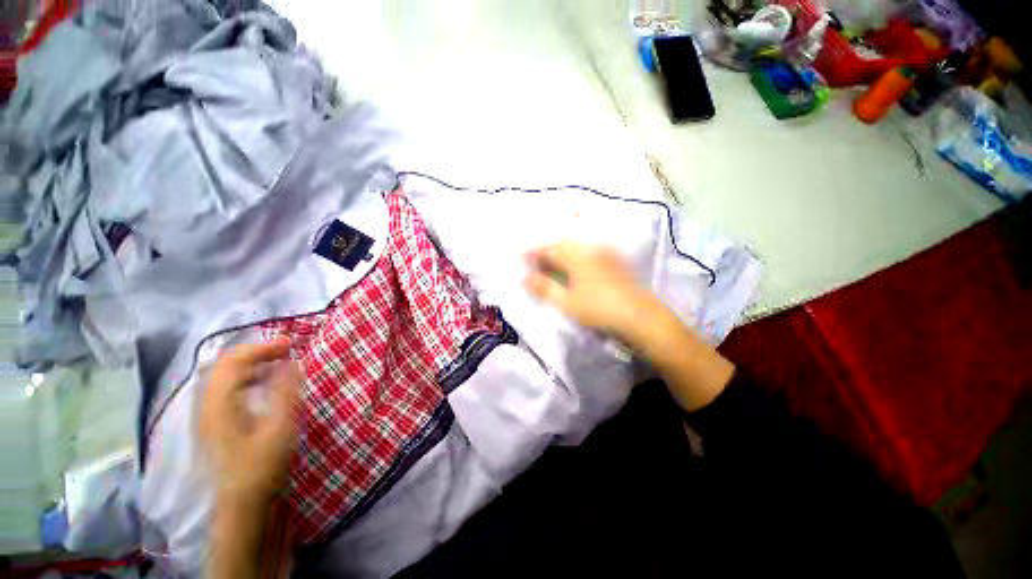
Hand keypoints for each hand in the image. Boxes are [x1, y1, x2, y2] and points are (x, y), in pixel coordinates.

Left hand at [199, 340, 301, 505]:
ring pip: (224, 376)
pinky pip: (227, 389)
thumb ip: (285, 392)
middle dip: (256, 352)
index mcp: (220, 405)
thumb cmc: (262, 467)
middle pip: (224, 365)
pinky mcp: (214, 424)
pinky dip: (247, 378)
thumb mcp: (280, 428)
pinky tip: (263, 386)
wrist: (242, 505)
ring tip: (278, 364)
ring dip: (251, 364)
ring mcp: (208, 416)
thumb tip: (293, 362)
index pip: (234, 361)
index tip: (291, 345)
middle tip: (286, 351)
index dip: (262, 348)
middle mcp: (207, 406)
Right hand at [524, 241, 656, 339]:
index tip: (520, 256)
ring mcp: (605, 255)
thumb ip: (544, 288)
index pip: (549, 249)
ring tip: (551, 264)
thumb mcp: (567, 302)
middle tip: (534, 262)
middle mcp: (590, 250)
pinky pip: (588, 254)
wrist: (641, 317)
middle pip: (563, 246)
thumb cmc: (599, 309)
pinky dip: (576, 258)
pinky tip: (575, 268)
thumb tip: (524, 277)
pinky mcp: (615, 263)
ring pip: (576, 249)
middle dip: (547, 252)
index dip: (533, 252)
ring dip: (561, 254)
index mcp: (576, 256)